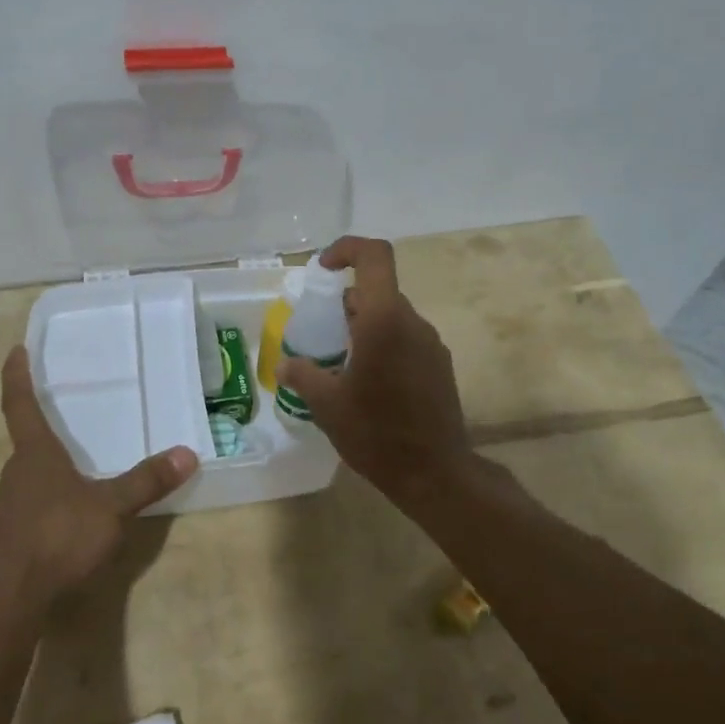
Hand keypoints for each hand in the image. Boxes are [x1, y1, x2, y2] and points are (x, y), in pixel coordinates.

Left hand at [0, 346, 198, 608]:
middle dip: (42, 422)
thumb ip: (146, 481)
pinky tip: (71, 506)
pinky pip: (34, 498)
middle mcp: (18, 471)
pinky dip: (50, 491)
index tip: (15, 350)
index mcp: (35, 453)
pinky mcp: (13, 531)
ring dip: (48, 461)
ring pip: (31, 471)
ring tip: (76, 458)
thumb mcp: (111, 507)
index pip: (20, 404)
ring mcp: (12, 503)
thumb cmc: (58, 536)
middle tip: (64, 409)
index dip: (17, 376)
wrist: (12, 597)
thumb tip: (187, 453)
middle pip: (27, 438)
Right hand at [279, 236, 471, 504]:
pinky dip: (383, 345)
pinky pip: (405, 339)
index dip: (347, 249)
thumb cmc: (377, 434)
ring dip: (363, 327)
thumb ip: (303, 375)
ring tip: (340, 364)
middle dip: (345, 304)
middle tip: (320, 333)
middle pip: (378, 291)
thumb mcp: (327, 405)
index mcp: (384, 320)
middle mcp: (412, 323)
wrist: (436, 474)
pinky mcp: (439, 366)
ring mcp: (431, 344)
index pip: (375, 257)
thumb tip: (284, 364)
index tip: (323, 269)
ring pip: (391, 317)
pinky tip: (368, 384)